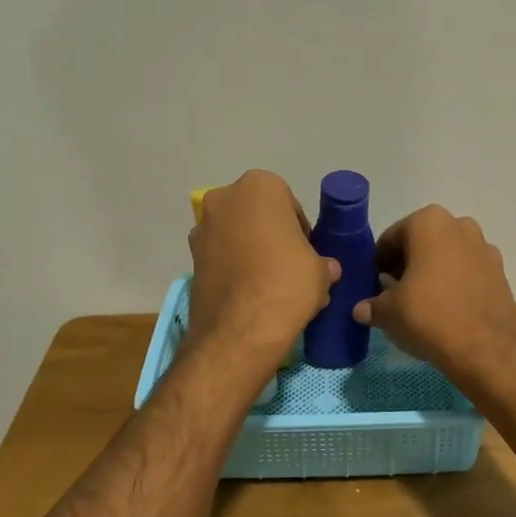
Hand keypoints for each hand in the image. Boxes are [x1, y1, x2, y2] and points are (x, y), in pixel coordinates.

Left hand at [187, 171, 338, 370]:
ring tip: (267, 285)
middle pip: (256, 215)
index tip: (304, 253)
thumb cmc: (286, 283)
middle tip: (287, 267)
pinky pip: (219, 257)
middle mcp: (223, 198)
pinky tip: (247, 295)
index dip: (299, 230)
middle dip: (270, 236)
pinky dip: (232, 269)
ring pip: (235, 235)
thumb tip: (325, 268)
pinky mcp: (189, 259)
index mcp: (259, 186)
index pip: (288, 204)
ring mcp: (201, 228)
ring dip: (249, 251)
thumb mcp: (320, 270)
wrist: (239, 330)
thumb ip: (322, 262)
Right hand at [354, 206, 515, 375]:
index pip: (391, 239)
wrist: (484, 349)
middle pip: (421, 244)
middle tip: (395, 294)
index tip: (375, 285)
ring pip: (447, 256)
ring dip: (432, 273)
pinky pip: (468, 272)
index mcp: (429, 222)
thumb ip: (372, 305)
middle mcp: (460, 225)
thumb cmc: (428, 316)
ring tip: (421, 303)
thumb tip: (361, 309)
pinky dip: (455, 283)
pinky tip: (446, 309)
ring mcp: (485, 248)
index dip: (379, 263)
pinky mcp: (501, 272)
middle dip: (407, 265)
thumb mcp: (388, 312)